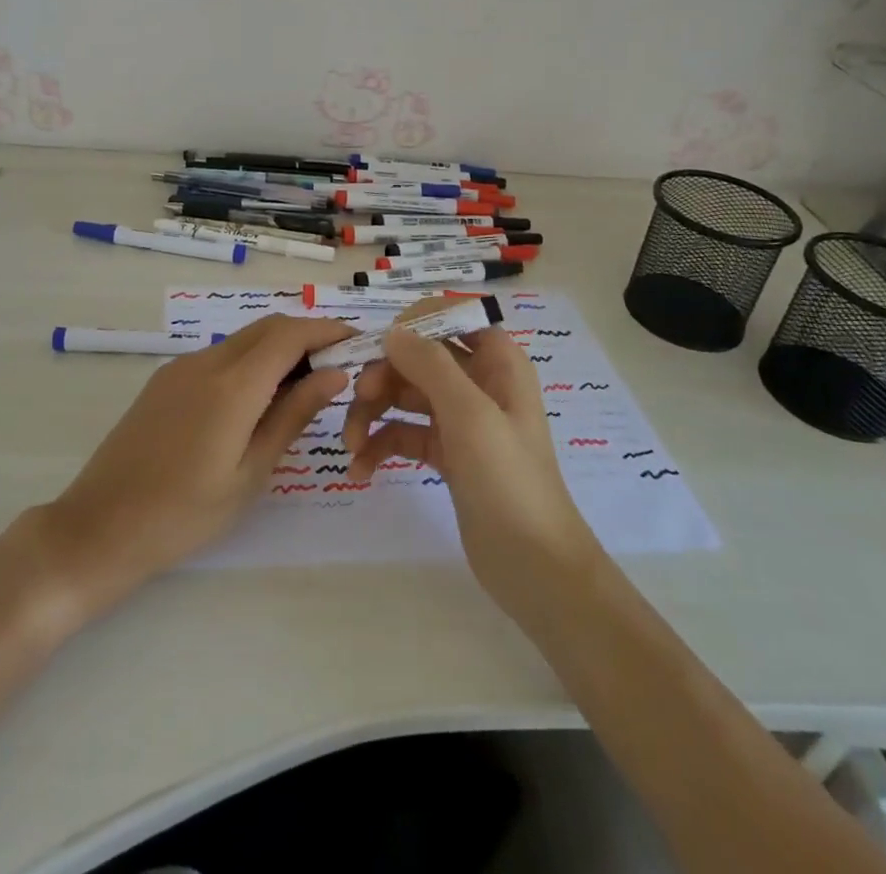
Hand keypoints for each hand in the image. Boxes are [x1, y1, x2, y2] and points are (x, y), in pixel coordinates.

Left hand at [36, 315, 354, 618]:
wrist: (98, 527)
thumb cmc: (184, 514)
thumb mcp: (250, 473)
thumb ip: (293, 415)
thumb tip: (334, 373)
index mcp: (233, 385)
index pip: (290, 334)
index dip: (328, 331)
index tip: (358, 344)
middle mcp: (207, 361)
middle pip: (268, 327)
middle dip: (307, 336)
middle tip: (337, 368)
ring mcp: (181, 368)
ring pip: (243, 339)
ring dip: (278, 349)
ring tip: (304, 387)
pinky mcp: (165, 380)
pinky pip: (219, 356)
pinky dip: (250, 362)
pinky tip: (258, 399)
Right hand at [343, 305, 598, 617]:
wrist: (535, 568)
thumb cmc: (509, 480)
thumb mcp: (470, 415)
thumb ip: (430, 364)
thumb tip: (392, 331)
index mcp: (497, 361)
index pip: (451, 317)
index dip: (413, 323)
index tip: (378, 344)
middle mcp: (479, 382)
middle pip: (418, 357)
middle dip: (383, 375)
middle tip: (358, 400)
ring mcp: (461, 419)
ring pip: (404, 394)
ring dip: (373, 412)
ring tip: (350, 445)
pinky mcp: (446, 453)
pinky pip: (404, 433)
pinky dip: (380, 445)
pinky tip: (361, 469)